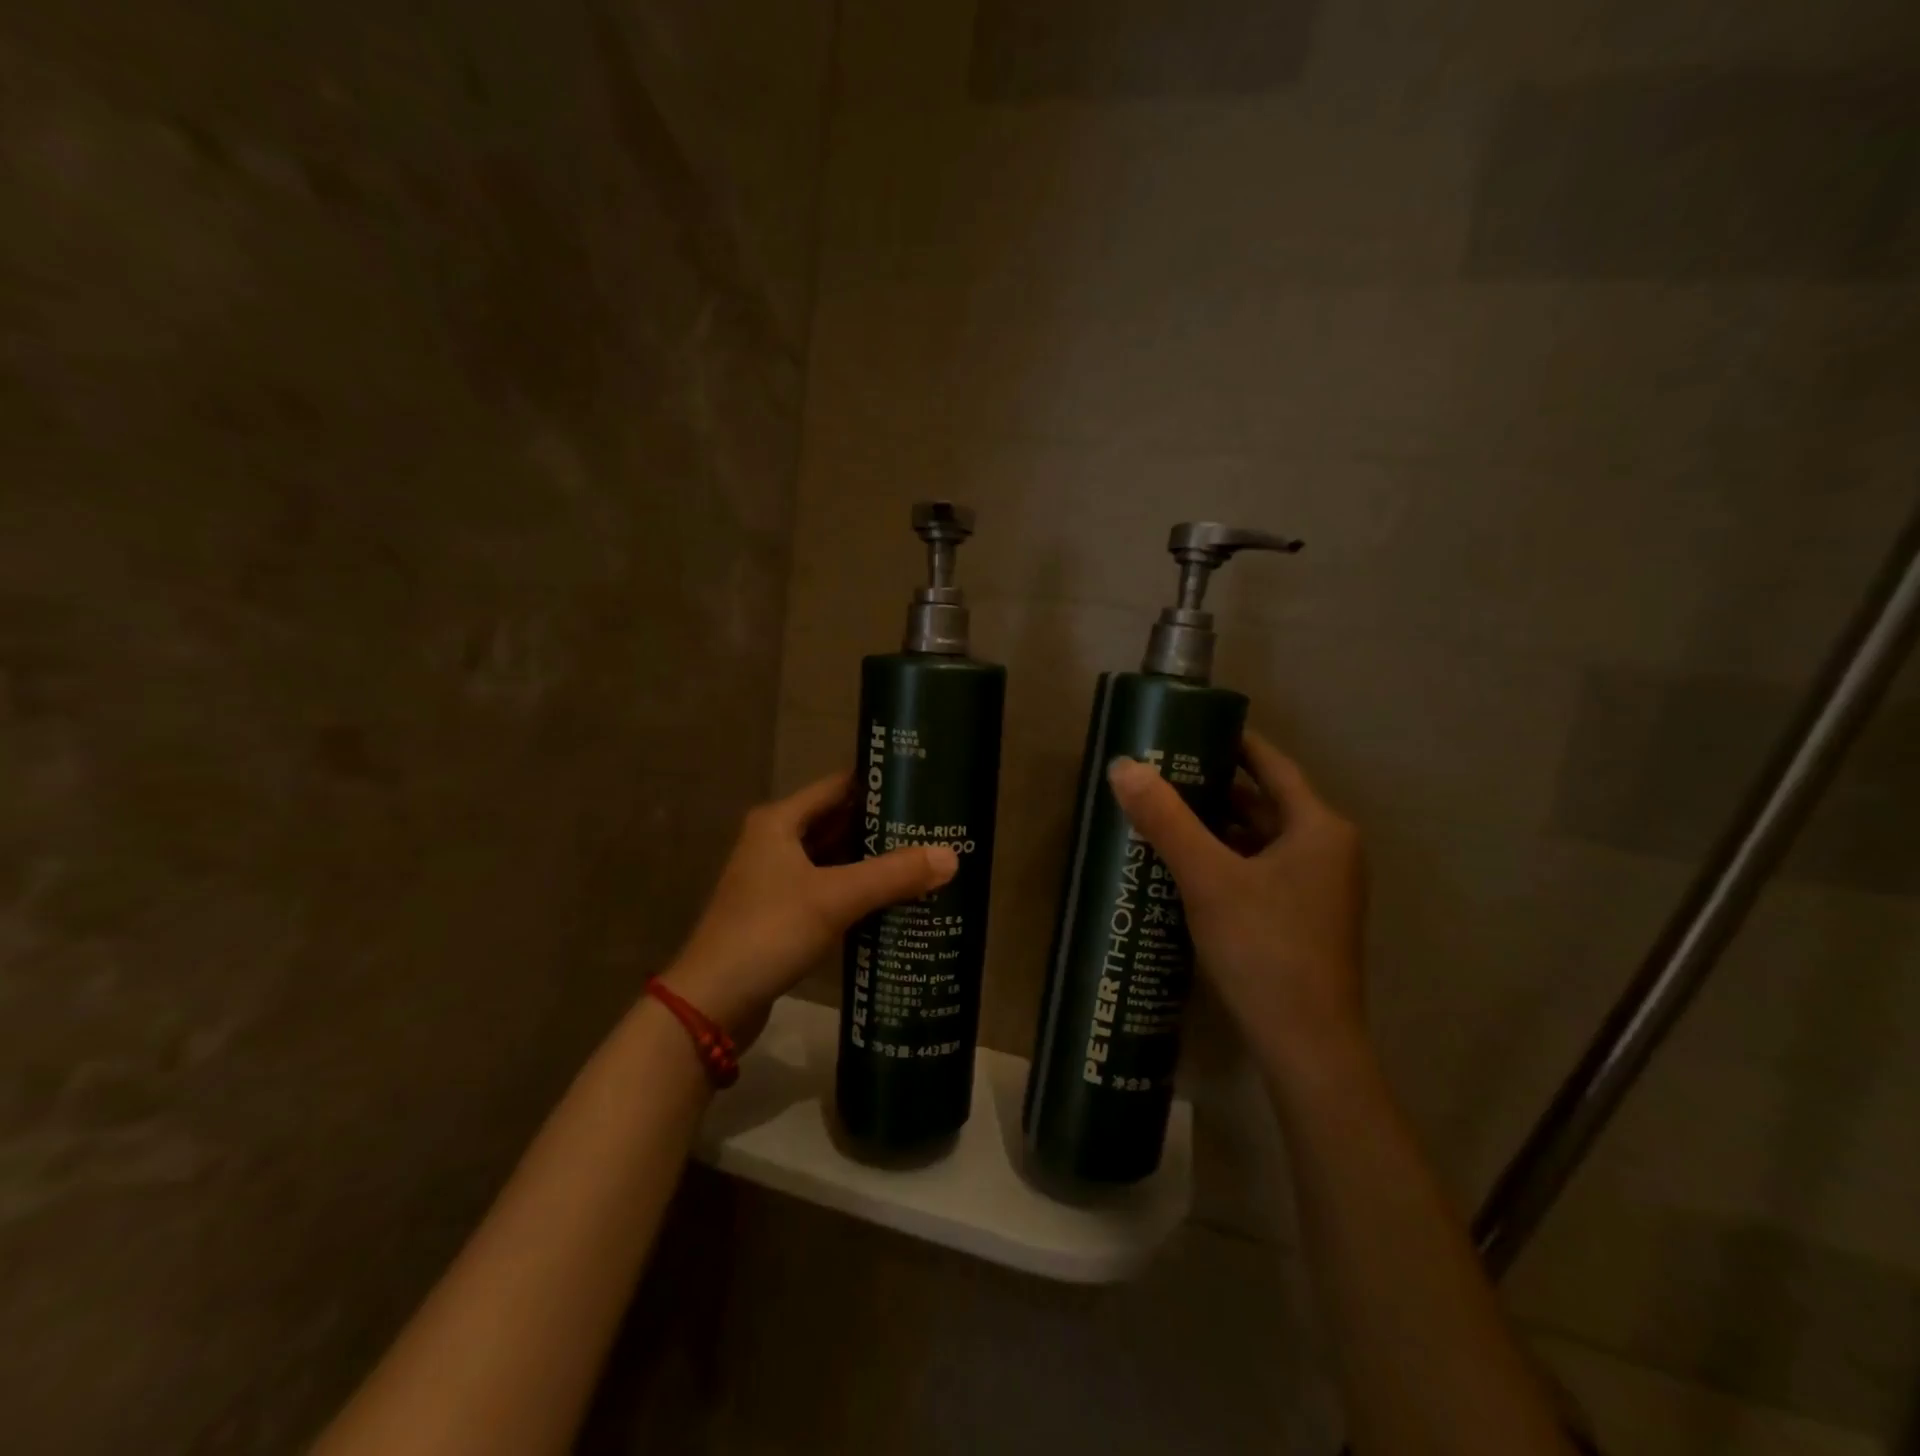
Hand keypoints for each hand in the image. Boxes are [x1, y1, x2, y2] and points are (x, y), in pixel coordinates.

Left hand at [660, 772, 957, 1041]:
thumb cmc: (769, 932)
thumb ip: (893, 875)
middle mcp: (775, 842)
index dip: (878, 786)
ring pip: (834, 859)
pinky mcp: (780, 913)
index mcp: (780, 822)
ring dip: (871, 862)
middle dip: (882, 827)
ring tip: (923, 861)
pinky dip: (857, 891)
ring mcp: (776, 880)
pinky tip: (893, 900)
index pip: (838, 787)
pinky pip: (828, 890)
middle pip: (838, 823)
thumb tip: (951, 856)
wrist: (712, 1002)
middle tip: (933, 829)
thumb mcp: (835, 898)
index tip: (922, 788)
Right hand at [1107, 731, 1366, 1083]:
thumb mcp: (1207, 878)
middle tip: (1162, 772)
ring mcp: (1320, 889)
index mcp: (1319, 828)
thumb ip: (1166, 820)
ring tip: (1165, 813)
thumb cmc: (1264, 949)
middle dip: (1215, 787)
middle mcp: (1327, 851)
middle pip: (1266, 802)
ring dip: (1218, 826)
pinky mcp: (1304, 919)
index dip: (1234, 743)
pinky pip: (1261, 870)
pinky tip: (1187, 866)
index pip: (1273, 765)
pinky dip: (1227, 859)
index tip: (1191, 728)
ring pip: (1262, 839)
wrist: (1307, 1047)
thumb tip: (1123, 766)